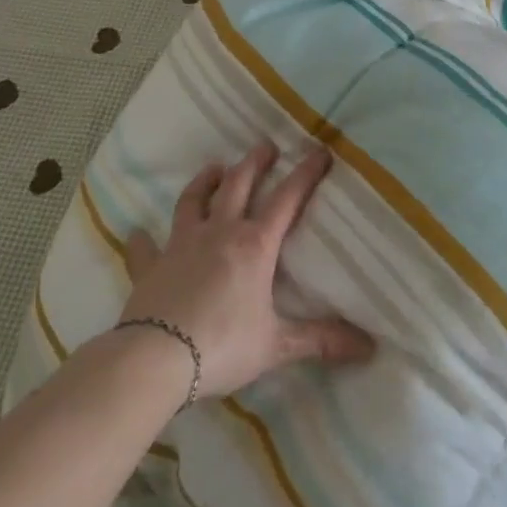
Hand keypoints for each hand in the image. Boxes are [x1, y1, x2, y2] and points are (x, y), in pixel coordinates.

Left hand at [116, 142, 373, 399]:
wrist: (154, 360)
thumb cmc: (222, 346)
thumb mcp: (277, 344)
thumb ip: (320, 340)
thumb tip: (370, 347)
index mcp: (255, 246)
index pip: (287, 199)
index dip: (306, 173)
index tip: (320, 150)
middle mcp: (219, 233)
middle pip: (239, 185)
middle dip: (255, 163)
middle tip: (266, 146)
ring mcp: (180, 246)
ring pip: (193, 201)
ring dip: (205, 181)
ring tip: (215, 167)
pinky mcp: (149, 267)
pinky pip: (144, 248)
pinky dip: (141, 240)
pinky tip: (136, 232)